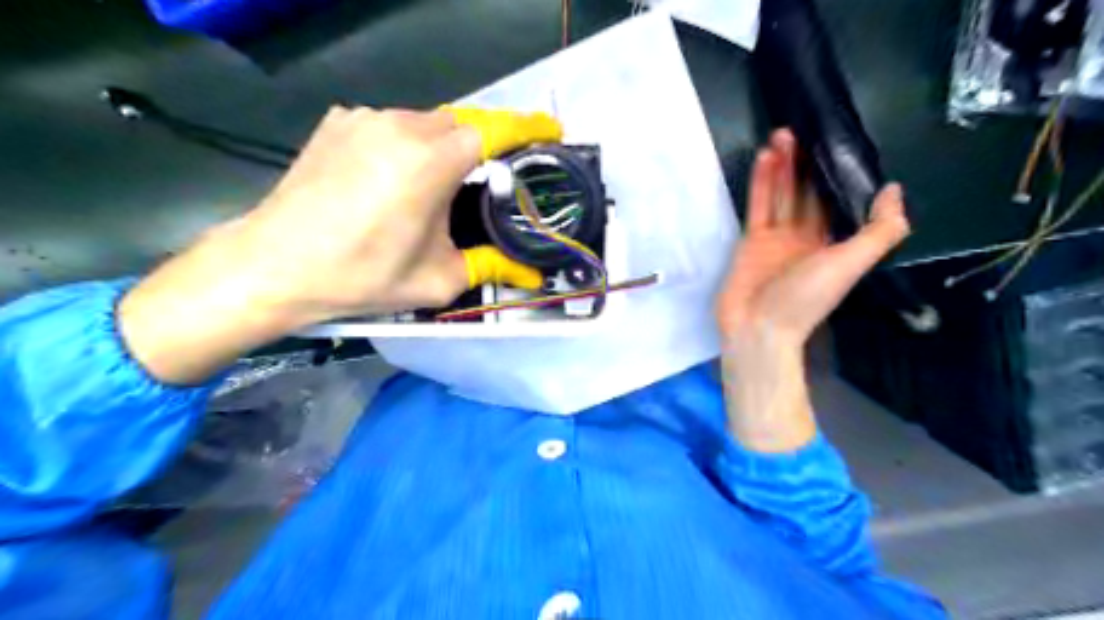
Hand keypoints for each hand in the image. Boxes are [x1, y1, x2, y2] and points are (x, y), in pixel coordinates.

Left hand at [121, 104, 560, 381]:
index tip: (550, 132)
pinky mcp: (339, 123)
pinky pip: (390, 124)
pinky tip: (395, 177)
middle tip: (489, 180)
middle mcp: (400, 126)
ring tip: (438, 186)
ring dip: (442, 146)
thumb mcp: (437, 279)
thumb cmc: (362, 275)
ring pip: (425, 121)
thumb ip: (491, 267)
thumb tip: (531, 274)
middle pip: (462, 123)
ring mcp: (364, 118)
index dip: (528, 129)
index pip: (495, 130)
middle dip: (483, 145)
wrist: (275, 265)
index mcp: (430, 162)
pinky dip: (407, 143)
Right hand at [721, 128, 910, 347]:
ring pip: (782, 195)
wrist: (758, 327)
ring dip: (784, 166)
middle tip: (804, 129)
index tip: (837, 143)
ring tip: (783, 134)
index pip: (837, 202)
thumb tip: (893, 189)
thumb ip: (879, 230)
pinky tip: (765, 158)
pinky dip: (762, 183)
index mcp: (833, 245)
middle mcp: (806, 238)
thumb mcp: (851, 264)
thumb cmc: (806, 299)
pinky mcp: (750, 241)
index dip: (838, 174)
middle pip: (808, 194)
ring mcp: (776, 239)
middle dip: (807, 164)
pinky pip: (759, 206)